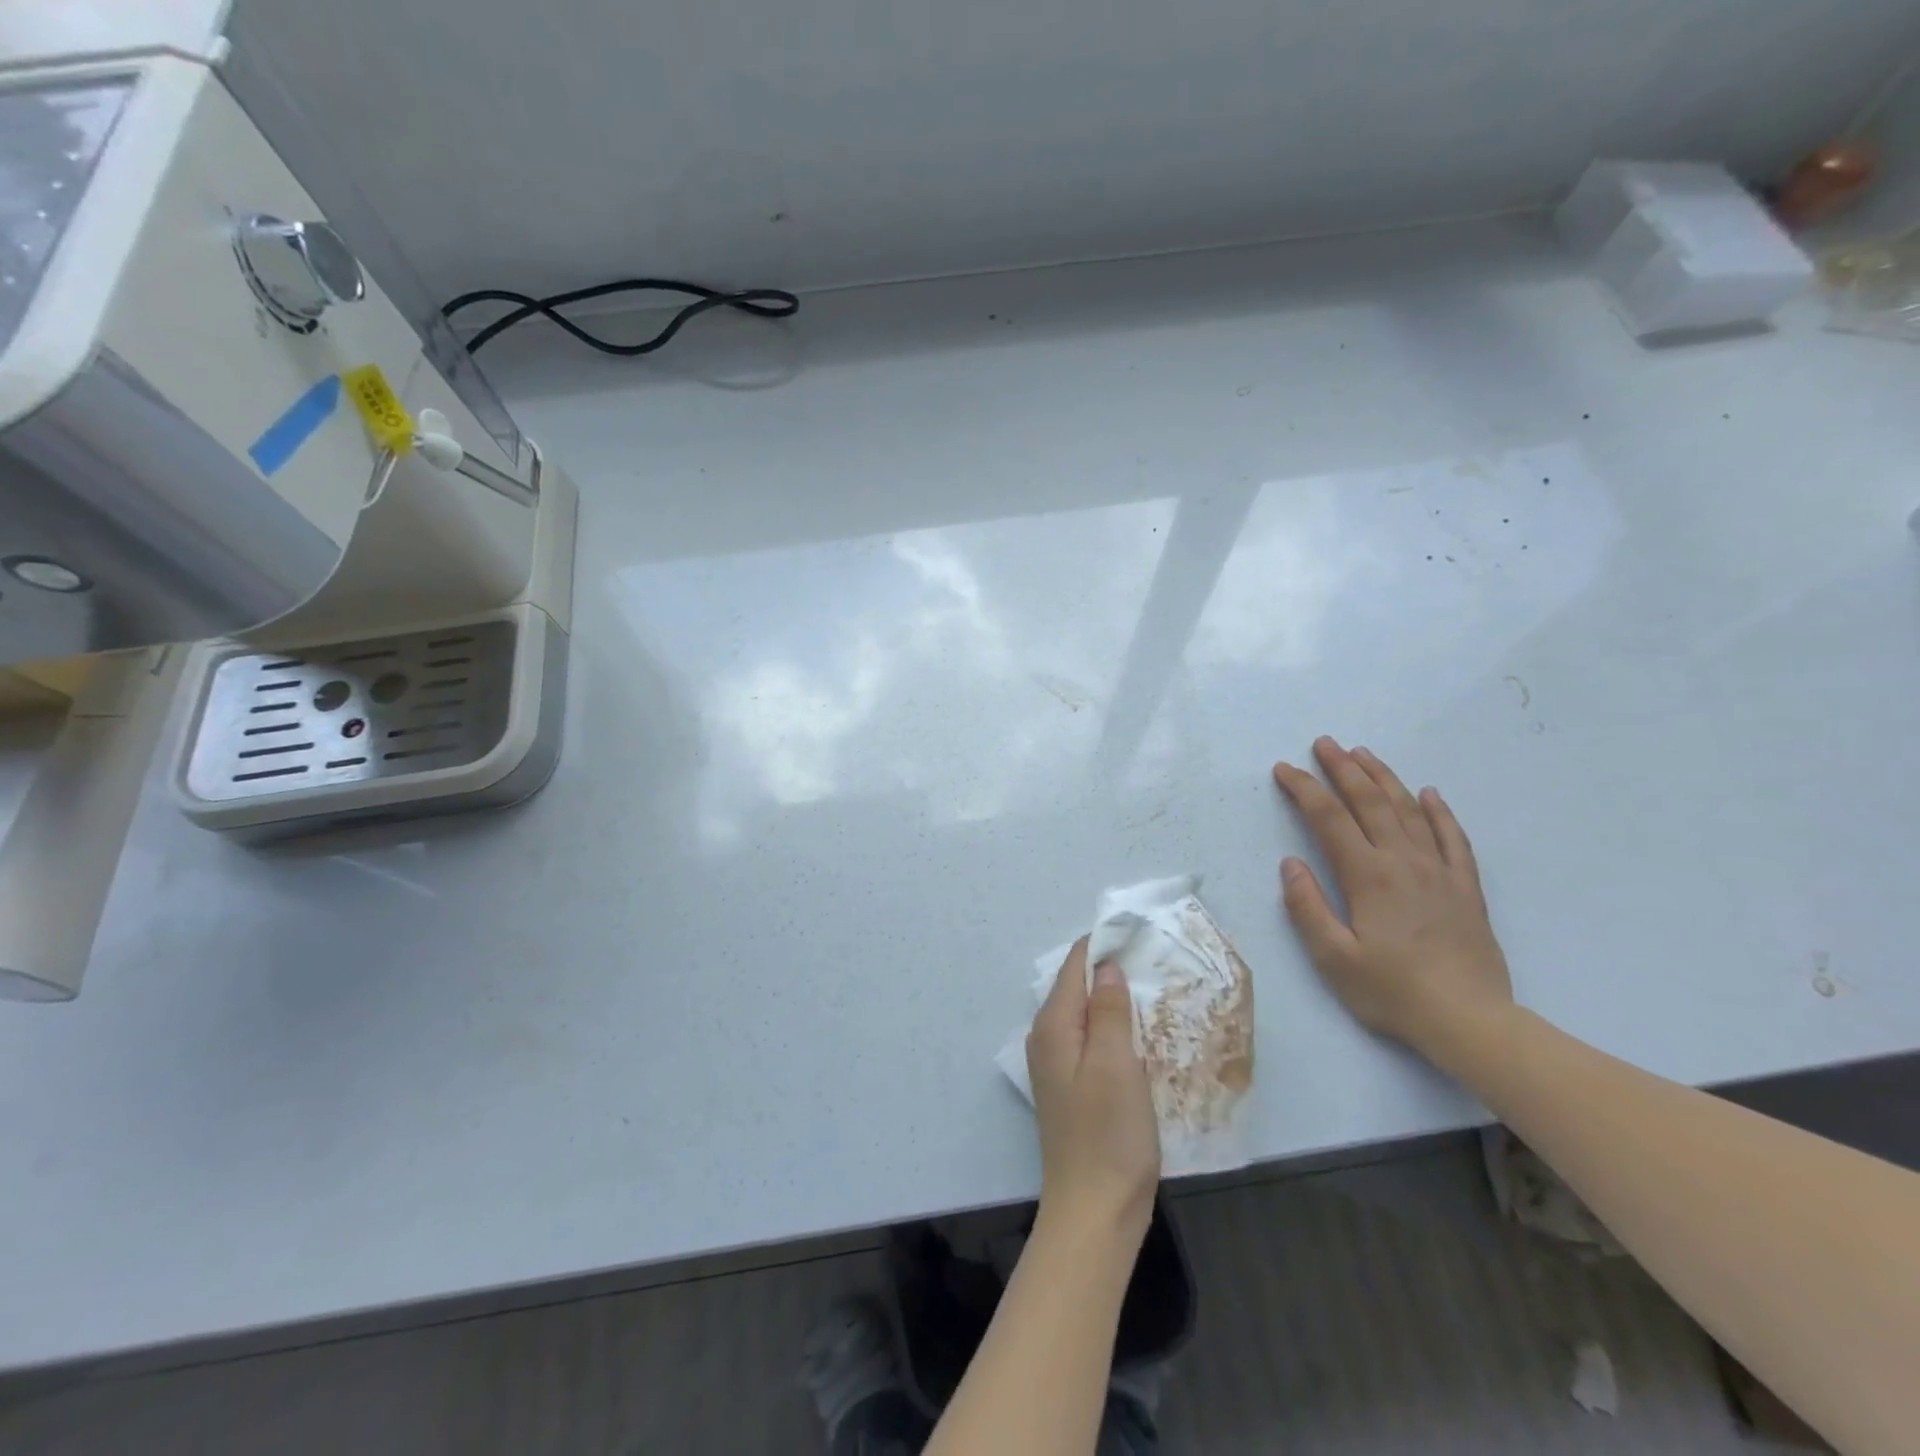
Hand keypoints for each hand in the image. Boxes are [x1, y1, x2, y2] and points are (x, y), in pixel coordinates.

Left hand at [1027, 937, 1160, 1237]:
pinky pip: (1090, 1040)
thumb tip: (1105, 966)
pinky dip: (1112, 1028)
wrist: (1095, 1211)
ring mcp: (1057, 1064)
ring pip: (1085, 1014)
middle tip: (1152, 958)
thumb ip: (1108, 1009)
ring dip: (1113, 1000)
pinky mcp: (1072, 1087)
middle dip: (1110, 970)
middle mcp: (1047, 1038)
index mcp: (1053, 1025)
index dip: (1102, 945)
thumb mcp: (1115, 1063)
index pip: (1073, 965)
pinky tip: (1138, 1034)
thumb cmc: (1109, 1134)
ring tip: (1152, 988)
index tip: (1138, 931)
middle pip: (1076, 987)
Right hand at [1272, 737, 1513, 1057]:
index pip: (1329, 818)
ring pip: (1410, 810)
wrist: (1471, 1021)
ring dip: (1384, 778)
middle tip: (1324, 743)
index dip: (1304, 789)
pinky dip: (1440, 812)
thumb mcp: (1334, 958)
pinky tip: (1430, 794)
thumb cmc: (1393, 991)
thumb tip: (1291, 864)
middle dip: (1343, 768)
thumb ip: (1307, 907)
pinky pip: (1454, 838)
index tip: (1284, 770)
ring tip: (1364, 753)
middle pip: (1370, 802)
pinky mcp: (1466, 888)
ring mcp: (1440, 871)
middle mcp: (1404, 861)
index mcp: (1368, 875)